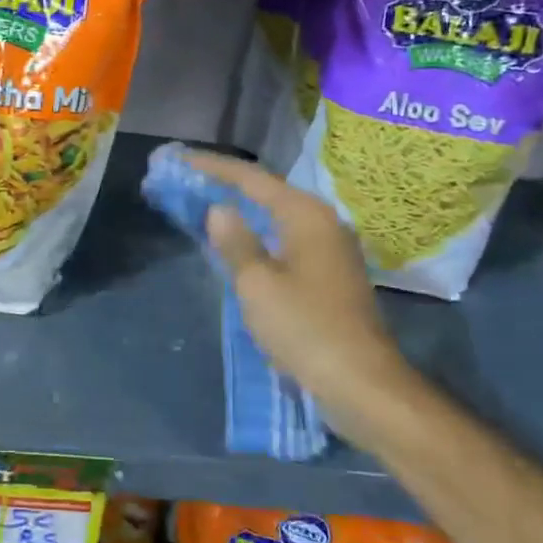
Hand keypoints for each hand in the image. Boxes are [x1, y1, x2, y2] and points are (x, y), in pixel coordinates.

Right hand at [187, 151, 403, 402]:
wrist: (362, 384)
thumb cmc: (305, 328)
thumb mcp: (258, 284)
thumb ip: (236, 242)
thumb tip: (219, 210)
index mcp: (306, 215)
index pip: (252, 178)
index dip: (213, 167)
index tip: (180, 159)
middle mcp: (323, 223)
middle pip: (267, 193)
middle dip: (227, 186)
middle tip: (188, 181)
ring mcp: (331, 250)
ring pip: (277, 218)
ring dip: (243, 213)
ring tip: (205, 207)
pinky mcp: (331, 276)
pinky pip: (286, 241)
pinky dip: (258, 237)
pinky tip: (238, 247)